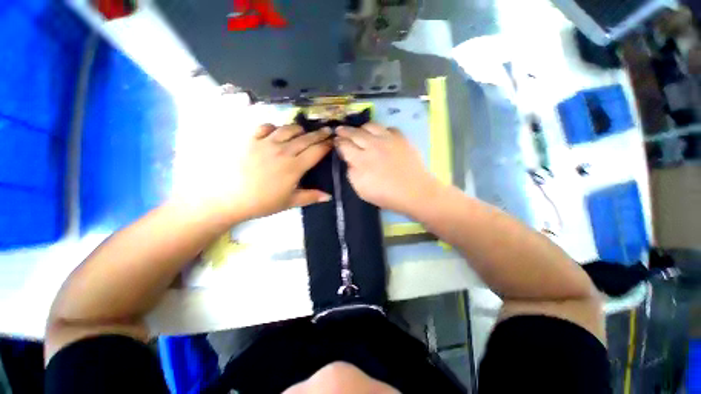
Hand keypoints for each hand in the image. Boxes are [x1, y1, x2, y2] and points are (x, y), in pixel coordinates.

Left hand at [231, 124, 332, 219]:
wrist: (227, 198)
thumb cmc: (261, 202)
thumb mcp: (289, 202)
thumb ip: (310, 197)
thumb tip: (329, 196)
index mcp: (294, 167)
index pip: (316, 151)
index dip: (327, 145)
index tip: (333, 141)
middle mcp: (283, 151)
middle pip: (306, 138)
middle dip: (319, 134)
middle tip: (327, 130)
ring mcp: (266, 143)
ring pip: (287, 129)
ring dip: (299, 129)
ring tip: (303, 131)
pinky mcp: (250, 139)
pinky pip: (265, 127)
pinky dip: (273, 127)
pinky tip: (275, 131)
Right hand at [335, 123, 439, 214]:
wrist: (415, 192)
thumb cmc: (386, 195)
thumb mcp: (361, 190)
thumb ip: (351, 172)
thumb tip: (349, 160)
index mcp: (361, 159)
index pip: (344, 145)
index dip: (338, 142)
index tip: (335, 141)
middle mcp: (373, 145)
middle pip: (355, 133)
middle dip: (344, 131)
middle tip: (340, 130)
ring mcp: (388, 139)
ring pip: (370, 125)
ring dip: (361, 128)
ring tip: (359, 131)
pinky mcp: (401, 138)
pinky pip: (388, 128)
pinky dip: (381, 130)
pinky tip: (380, 136)